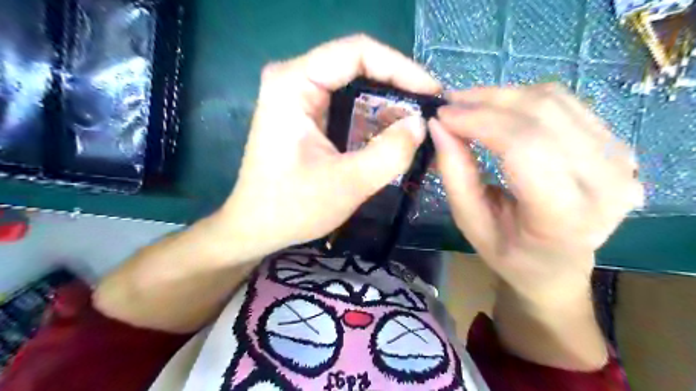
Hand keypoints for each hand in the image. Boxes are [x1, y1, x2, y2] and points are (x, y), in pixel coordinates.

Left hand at [214, 36, 438, 262]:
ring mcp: (298, 97)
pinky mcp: (306, 115)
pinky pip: (347, 105)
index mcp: (294, 83)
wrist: (256, 228)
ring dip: (388, 105)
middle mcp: (294, 79)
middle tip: (430, 111)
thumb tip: (421, 123)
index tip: (433, 93)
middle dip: (398, 87)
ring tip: (419, 126)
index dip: (402, 68)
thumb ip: (390, 152)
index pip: (358, 52)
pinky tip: (394, 136)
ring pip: (355, 86)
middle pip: (358, 66)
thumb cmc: (292, 208)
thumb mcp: (347, 183)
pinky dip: (373, 119)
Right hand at [433, 84, 644, 304]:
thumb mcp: (471, 223)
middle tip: (450, 104)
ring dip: (503, 95)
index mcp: (565, 216)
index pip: (523, 147)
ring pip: (554, 101)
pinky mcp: (617, 144)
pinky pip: (565, 103)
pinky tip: (498, 109)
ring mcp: (619, 159)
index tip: (442, 115)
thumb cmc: (510, 254)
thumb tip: (439, 126)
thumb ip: (455, 174)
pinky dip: (524, 99)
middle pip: (541, 115)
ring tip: (468, 104)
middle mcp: (605, 183)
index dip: (479, 122)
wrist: (558, 265)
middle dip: (487, 101)